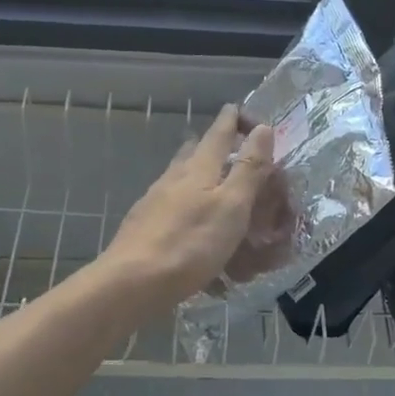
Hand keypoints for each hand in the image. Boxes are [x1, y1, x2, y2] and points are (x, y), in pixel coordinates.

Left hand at [99, 105, 277, 314]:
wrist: (131, 284)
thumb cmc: (189, 244)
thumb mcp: (231, 206)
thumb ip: (248, 168)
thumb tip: (263, 127)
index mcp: (198, 168)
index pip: (219, 132)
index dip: (234, 119)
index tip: (242, 110)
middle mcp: (173, 179)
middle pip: (194, 152)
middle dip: (213, 147)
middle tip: (231, 151)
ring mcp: (154, 204)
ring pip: (181, 181)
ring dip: (200, 180)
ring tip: (218, 194)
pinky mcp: (145, 230)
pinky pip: (173, 212)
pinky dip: (190, 214)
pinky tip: (197, 236)